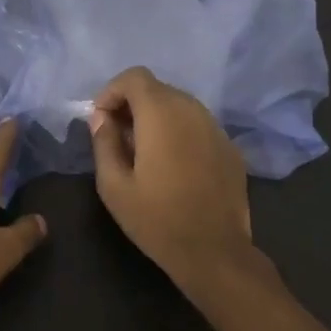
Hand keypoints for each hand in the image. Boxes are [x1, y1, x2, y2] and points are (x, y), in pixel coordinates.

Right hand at [89, 66, 256, 291]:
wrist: (215, 253)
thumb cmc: (157, 219)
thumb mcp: (114, 186)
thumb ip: (104, 142)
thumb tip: (101, 117)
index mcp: (161, 114)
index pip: (134, 77)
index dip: (112, 91)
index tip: (101, 120)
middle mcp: (192, 110)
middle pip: (157, 89)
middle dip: (133, 105)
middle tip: (118, 137)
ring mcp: (216, 128)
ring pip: (180, 106)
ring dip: (157, 118)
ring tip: (144, 152)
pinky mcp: (230, 147)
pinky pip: (198, 126)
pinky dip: (180, 133)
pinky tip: (174, 166)